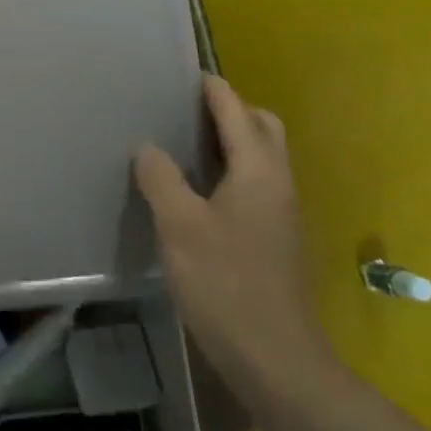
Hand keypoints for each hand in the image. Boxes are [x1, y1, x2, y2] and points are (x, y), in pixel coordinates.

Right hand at [134, 76, 333, 393]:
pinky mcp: (276, 239)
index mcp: (258, 171)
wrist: (275, 358)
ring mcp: (282, 213)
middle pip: (263, 128)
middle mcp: (278, 183)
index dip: (213, 89)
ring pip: (262, 158)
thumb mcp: (179, 224)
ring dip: (232, 141)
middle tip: (186, 111)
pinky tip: (198, 191)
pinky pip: (256, 184)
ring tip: (185, 144)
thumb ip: (161, 177)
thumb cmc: (225, 282)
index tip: (185, 73)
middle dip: (230, 110)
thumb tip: (149, 147)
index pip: (237, 111)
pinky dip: (232, 171)